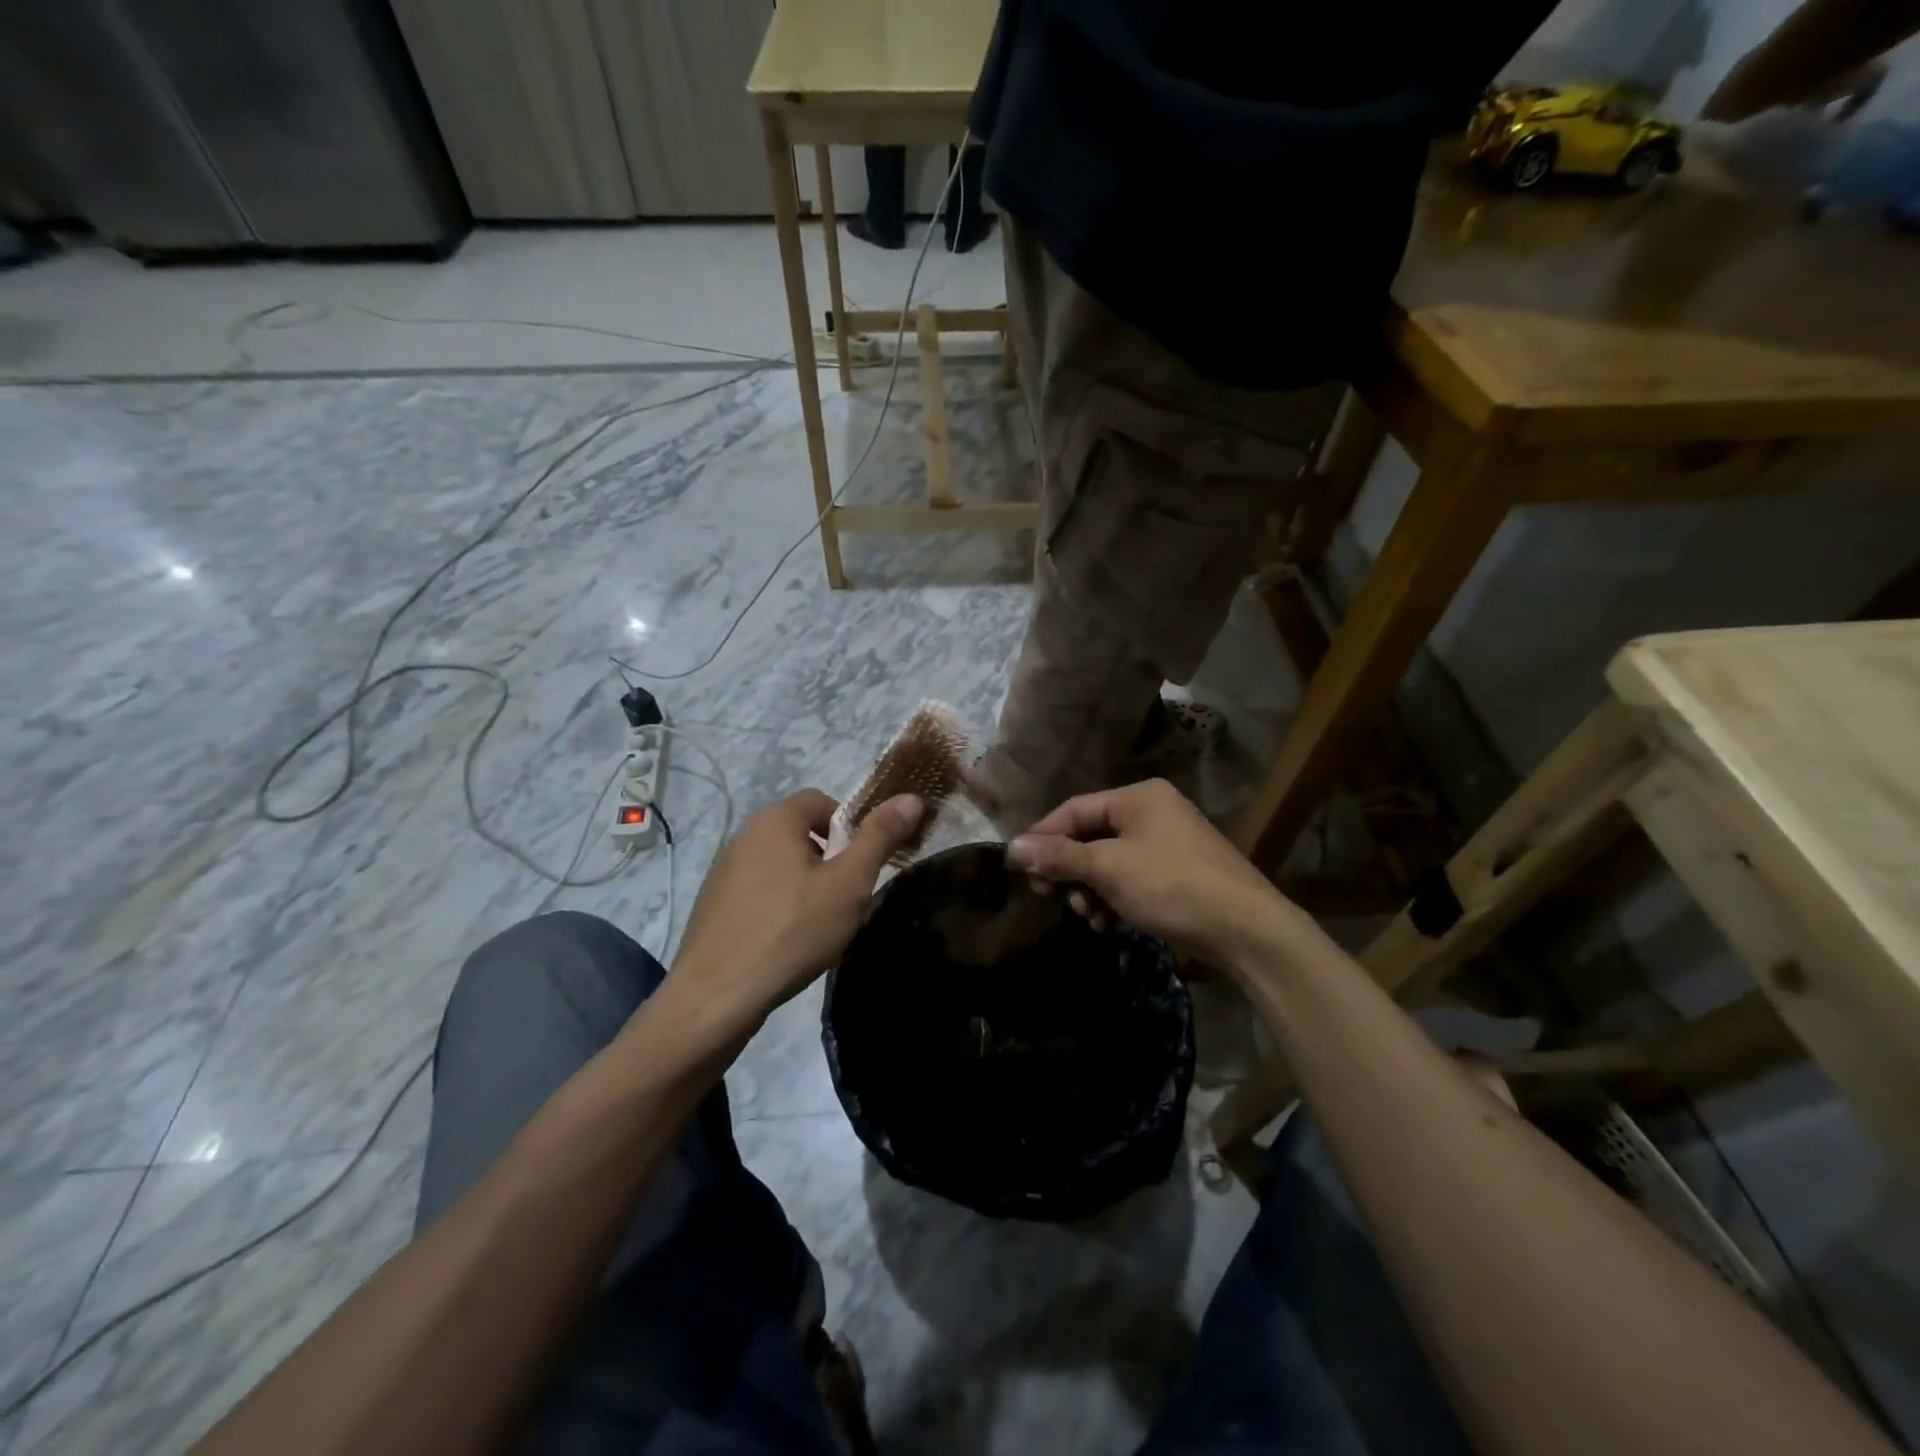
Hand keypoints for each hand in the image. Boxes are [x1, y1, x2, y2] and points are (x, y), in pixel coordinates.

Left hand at [667, 788, 922, 1035]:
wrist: (715, 996)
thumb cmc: (792, 931)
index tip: (862, 864)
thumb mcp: (849, 883)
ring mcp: (724, 869)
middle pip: (800, 830)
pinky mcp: (714, 902)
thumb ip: (880, 837)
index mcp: (775, 819)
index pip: (822, 799)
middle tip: (847, 896)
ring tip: (819, 923)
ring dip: (805, 881)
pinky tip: (787, 939)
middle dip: (830, 857)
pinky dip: (779, 902)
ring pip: (780, 862)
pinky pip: (759, 888)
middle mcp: (745, 834)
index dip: (850, 825)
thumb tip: (912, 797)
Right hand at [1006, 779, 1304, 970]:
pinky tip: (1108, 923)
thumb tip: (1011, 848)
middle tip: (1050, 896)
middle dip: (1069, 869)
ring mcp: (1166, 844)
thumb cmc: (1172, 886)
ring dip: (1089, 888)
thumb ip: (1059, 856)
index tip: (1020, 868)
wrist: (1246, 930)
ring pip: (1108, 861)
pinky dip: (1113, 898)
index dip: (1043, 837)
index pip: (1074, 809)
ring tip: (1088, 915)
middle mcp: (1152, 812)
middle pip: (1090, 836)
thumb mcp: (1109, 868)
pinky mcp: (1176, 874)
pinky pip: (1129, 879)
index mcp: (1138, 797)